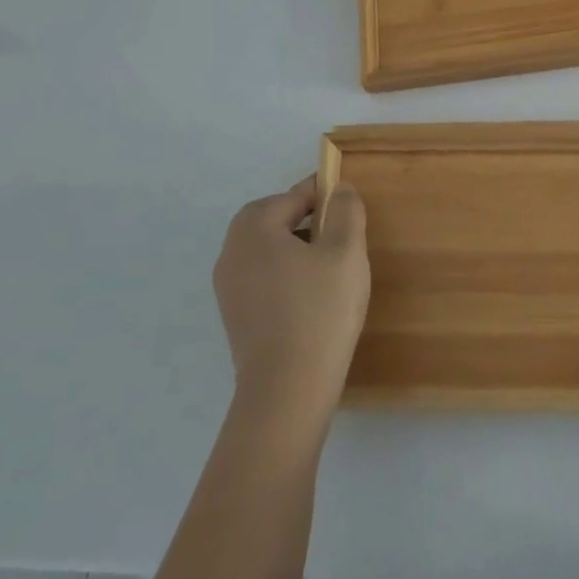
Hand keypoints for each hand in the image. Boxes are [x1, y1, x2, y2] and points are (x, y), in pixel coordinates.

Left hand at [213, 176, 369, 430]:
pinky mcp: (235, 316)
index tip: (350, 203)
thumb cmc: (320, 310)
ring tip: (332, 266)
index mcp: (255, 228)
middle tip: (340, 233)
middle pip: (273, 219)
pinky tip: (314, 296)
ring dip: (297, 247)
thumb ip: (345, 211)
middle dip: (307, 219)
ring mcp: (229, 287)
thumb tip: (339, 188)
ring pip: (268, 250)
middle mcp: (232, 251)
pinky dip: (286, 275)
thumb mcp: (345, 251)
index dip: (324, 194)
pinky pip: (263, 277)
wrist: (287, 390)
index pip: (293, 196)